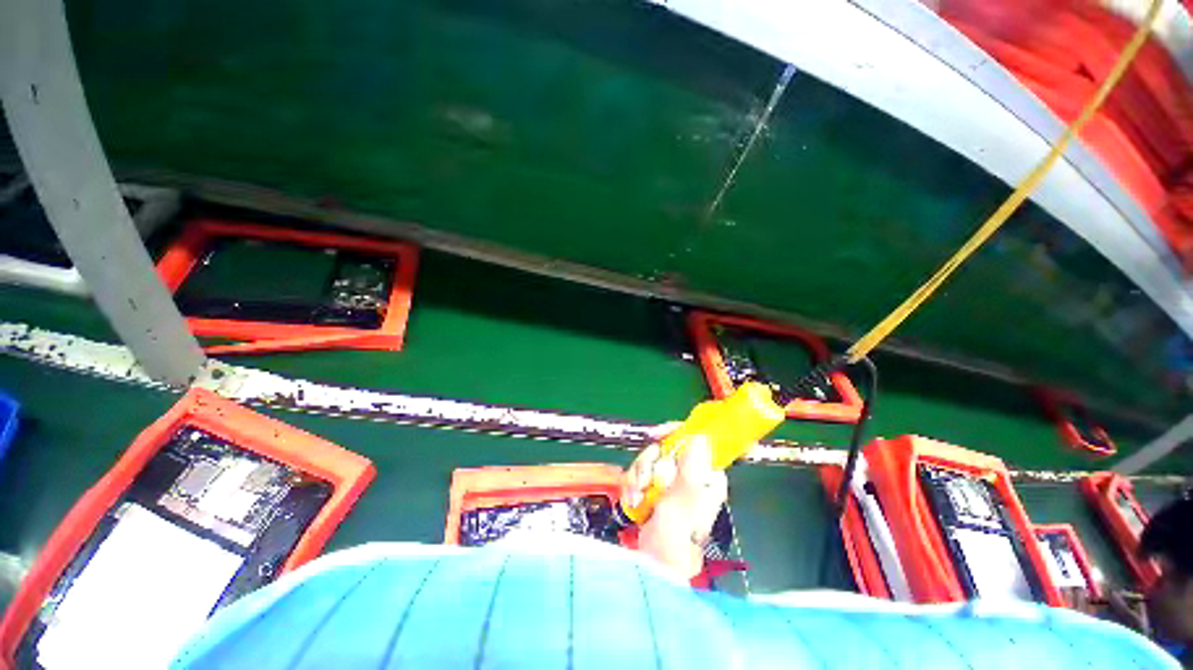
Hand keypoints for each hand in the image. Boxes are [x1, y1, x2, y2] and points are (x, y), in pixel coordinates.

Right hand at [623, 423, 728, 579]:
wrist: (657, 563)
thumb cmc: (677, 535)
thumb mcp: (685, 499)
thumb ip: (691, 467)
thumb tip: (700, 436)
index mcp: (705, 474)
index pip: (693, 439)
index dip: (674, 433)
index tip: (656, 435)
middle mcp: (689, 474)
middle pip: (664, 447)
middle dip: (650, 463)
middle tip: (646, 482)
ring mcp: (670, 481)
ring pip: (649, 459)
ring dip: (639, 477)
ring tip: (638, 497)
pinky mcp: (654, 488)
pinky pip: (639, 472)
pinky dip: (633, 485)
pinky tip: (634, 501)